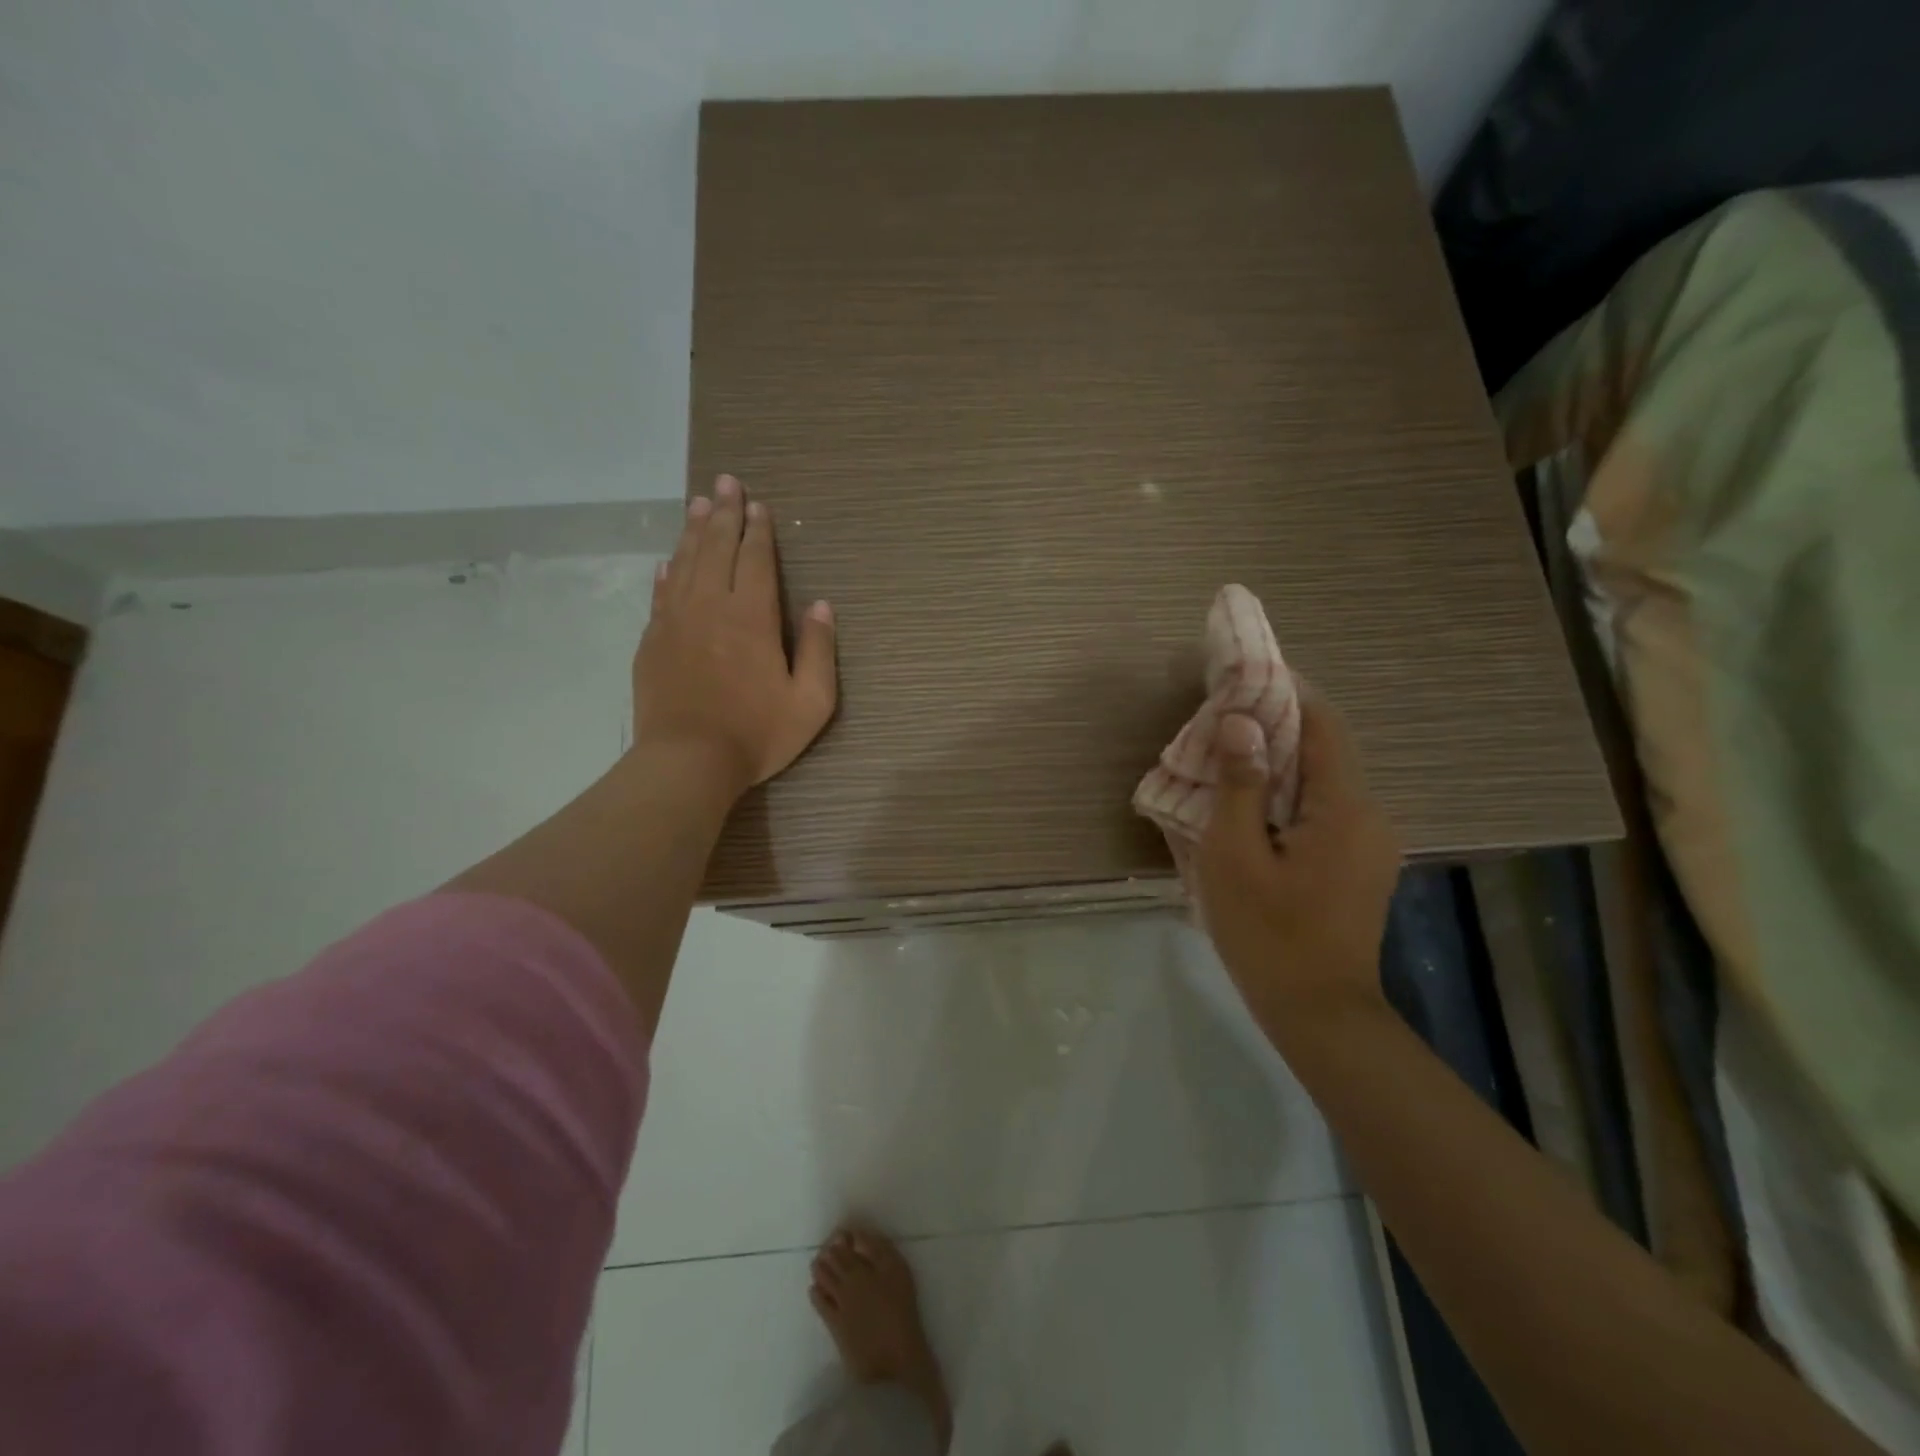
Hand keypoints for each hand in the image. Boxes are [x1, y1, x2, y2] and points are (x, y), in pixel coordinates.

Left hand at [632, 474, 837, 797]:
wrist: (687, 762)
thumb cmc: (756, 733)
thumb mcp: (810, 701)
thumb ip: (818, 650)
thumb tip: (821, 606)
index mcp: (751, 616)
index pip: (755, 559)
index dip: (758, 530)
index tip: (758, 504)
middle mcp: (710, 606)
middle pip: (716, 548)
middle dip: (724, 513)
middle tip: (725, 482)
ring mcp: (675, 622)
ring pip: (685, 563)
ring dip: (694, 531)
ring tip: (699, 504)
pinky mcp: (652, 642)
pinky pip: (661, 594)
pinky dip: (667, 571)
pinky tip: (669, 561)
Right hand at [1194, 686, 1401, 1021]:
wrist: (1319, 1013)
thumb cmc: (1267, 933)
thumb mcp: (1234, 856)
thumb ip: (1238, 785)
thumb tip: (1242, 721)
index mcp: (1344, 808)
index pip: (1323, 725)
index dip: (1287, 692)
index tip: (1245, 676)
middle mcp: (1370, 815)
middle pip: (1324, 751)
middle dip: (1276, 727)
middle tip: (1223, 720)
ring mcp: (1371, 843)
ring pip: (1323, 783)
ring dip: (1279, 764)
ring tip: (1228, 760)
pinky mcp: (1360, 864)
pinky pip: (1324, 810)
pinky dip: (1288, 796)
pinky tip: (1251, 809)